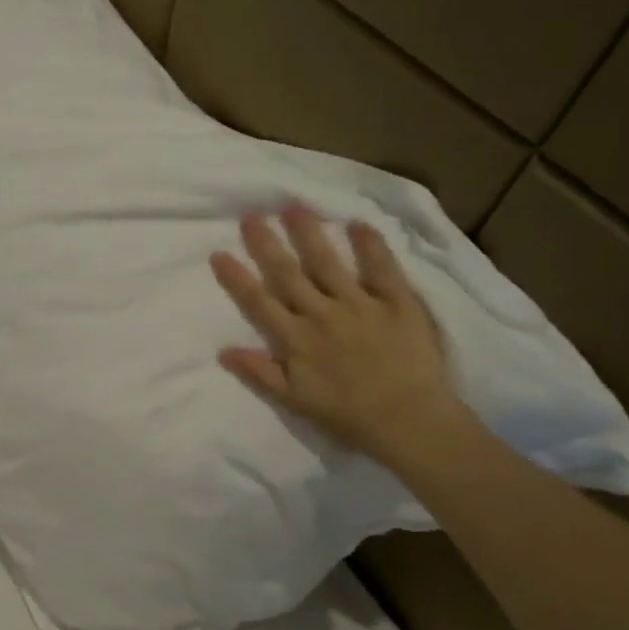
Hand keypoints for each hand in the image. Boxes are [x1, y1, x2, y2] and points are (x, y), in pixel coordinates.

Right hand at [210, 205, 463, 464]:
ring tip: (294, 207)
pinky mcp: (397, 303)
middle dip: (267, 243)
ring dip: (309, 234)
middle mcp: (322, 315)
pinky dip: (370, 246)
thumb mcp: (295, 400)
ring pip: (328, 263)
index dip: (237, 277)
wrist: (410, 422)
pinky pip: (382, 269)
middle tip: (252, 215)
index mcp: (296, 340)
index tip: (219, 253)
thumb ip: (260, 373)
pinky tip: (358, 224)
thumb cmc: (348, 415)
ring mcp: (360, 305)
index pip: (259, 302)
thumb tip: (223, 350)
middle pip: (288, 273)